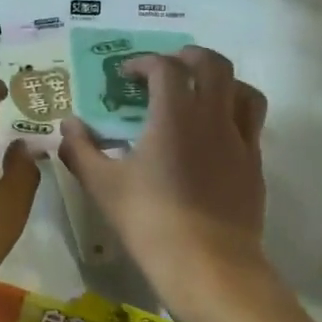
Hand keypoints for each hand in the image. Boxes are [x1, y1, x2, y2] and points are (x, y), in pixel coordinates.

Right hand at [58, 47, 269, 305]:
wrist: (208, 264)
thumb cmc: (150, 221)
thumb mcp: (102, 185)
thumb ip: (80, 149)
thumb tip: (67, 125)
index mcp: (175, 114)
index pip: (166, 67)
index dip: (145, 62)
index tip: (127, 74)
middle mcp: (213, 116)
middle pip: (214, 64)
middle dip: (189, 57)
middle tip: (168, 68)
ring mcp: (240, 140)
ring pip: (244, 90)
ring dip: (222, 81)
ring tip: (202, 92)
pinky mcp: (255, 165)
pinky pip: (252, 124)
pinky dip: (234, 114)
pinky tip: (215, 135)